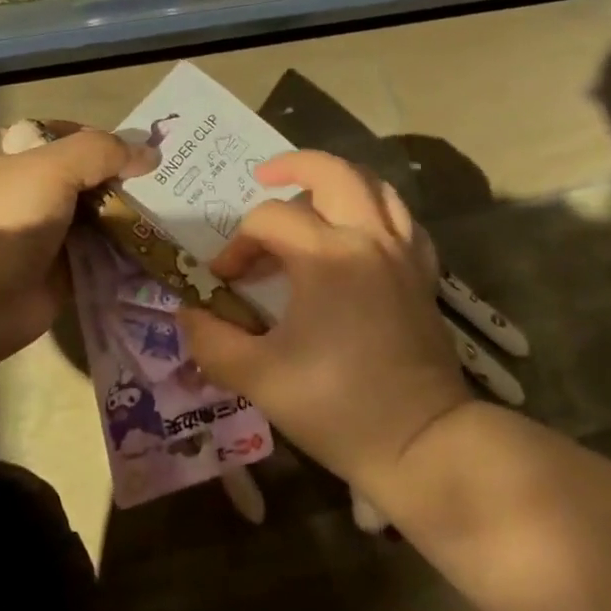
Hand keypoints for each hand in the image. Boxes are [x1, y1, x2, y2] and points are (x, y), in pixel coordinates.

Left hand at [0, 122, 155, 344]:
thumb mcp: (53, 167)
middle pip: (90, 178)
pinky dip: (128, 255)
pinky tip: (161, 249)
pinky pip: (104, 257)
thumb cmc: (9, 220)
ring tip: (176, 214)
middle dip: (126, 180)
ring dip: (132, 218)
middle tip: (171, 182)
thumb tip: (150, 154)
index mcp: (23, 160)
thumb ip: (102, 152)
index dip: (105, 140)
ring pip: (100, 218)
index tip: (144, 150)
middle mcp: (37, 194)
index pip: (70, 137)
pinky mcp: (65, 273)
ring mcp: (51, 236)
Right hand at [178, 151, 471, 496]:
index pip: (269, 220)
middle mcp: (368, 239)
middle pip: (333, 172)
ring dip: (338, 180)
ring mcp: (402, 253)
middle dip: (292, 166)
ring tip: (310, 196)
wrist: (422, 445)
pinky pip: (402, 220)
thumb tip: (188, 313)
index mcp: (327, 256)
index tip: (224, 281)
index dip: (237, 244)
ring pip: (374, 186)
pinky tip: (359, 230)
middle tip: (264, 177)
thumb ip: (213, 341)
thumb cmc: (339, 408)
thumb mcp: (261, 378)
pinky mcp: (422, 274)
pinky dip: (377, 210)